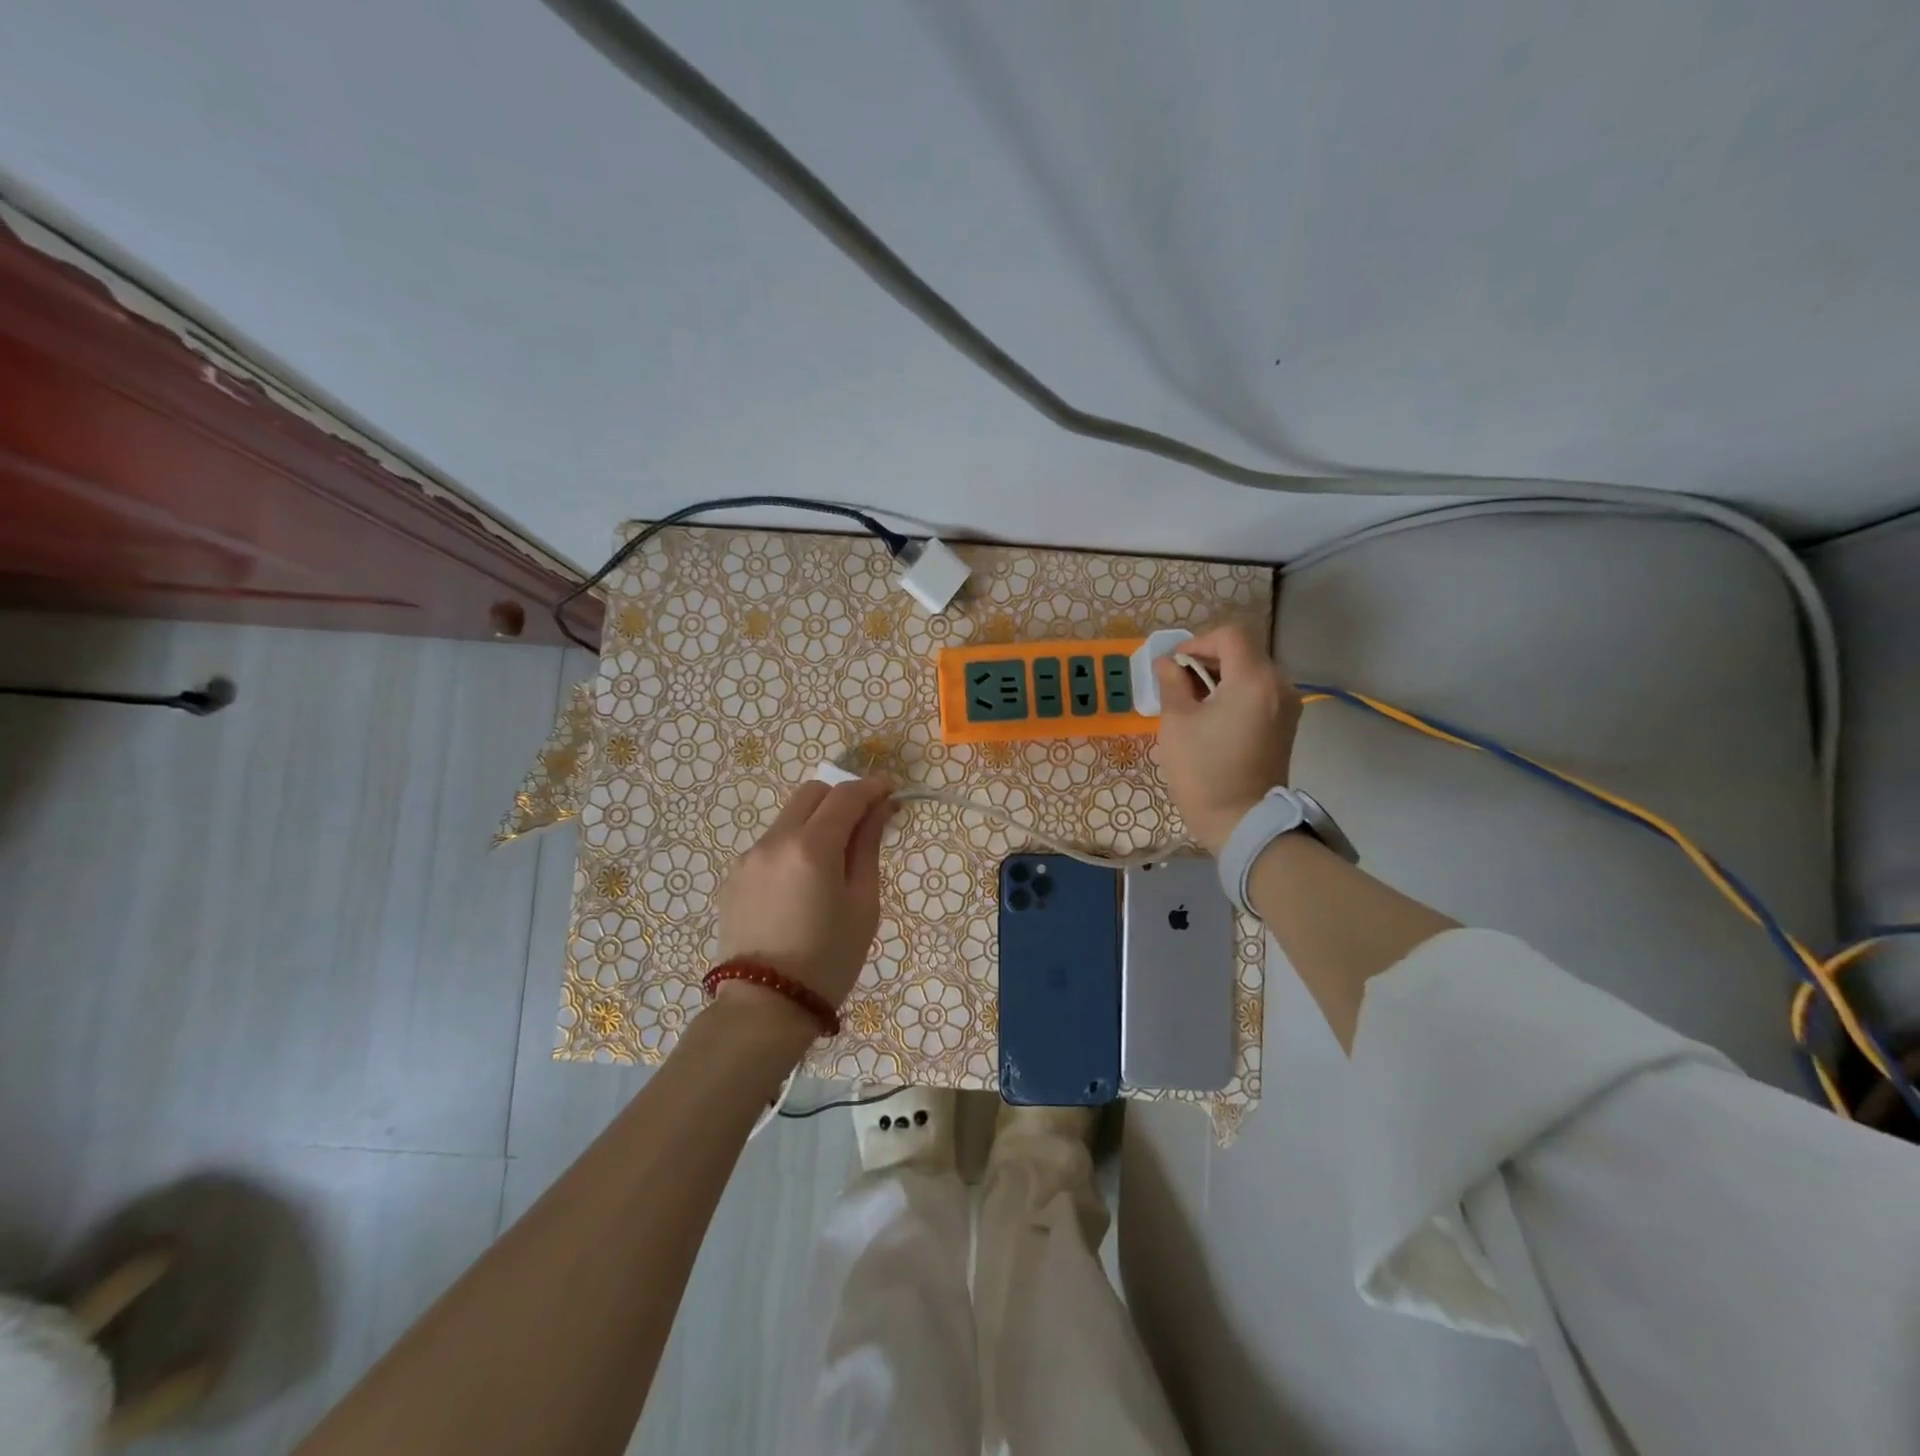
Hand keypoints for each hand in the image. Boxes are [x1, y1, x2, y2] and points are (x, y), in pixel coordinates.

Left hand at [715, 777, 896, 1013]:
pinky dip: (794, 845)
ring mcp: (749, 857)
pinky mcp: (735, 876)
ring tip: (834, 859)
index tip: (892, 791)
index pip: (846, 795)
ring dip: (816, 821)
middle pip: (812, 793)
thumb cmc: (828, 960)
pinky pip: (771, 844)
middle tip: (864, 823)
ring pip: (789, 817)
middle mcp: (775, 840)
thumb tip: (879, 809)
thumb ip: (868, 848)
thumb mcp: (863, 905)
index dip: (872, 787)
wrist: (764, 1007)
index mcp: (812, 847)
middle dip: (841, 798)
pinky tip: (803, 883)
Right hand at [1153, 621, 1299, 854]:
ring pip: (1252, 671)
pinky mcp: (1286, 724)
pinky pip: (1260, 692)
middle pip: (1243, 651)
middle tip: (1178, 683)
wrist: (1241, 821)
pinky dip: (1236, 692)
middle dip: (1208, 659)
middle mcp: (1279, 685)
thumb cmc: (1203, 770)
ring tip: (1193, 701)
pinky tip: (1214, 716)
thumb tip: (1166, 663)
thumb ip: (1172, 683)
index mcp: (1254, 680)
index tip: (1174, 666)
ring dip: (1221, 676)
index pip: (1230, 635)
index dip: (1197, 643)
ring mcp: (1287, 705)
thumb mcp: (1177, 722)